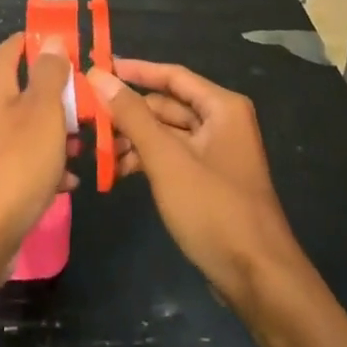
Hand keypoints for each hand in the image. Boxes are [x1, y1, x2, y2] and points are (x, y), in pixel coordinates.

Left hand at [0, 33, 73, 269]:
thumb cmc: (14, 163)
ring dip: (56, 134)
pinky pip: (22, 163)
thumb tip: (51, 41)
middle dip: (58, 95)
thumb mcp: (43, 111)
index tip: (72, 46)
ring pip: (26, 128)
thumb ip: (49, 74)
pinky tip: (69, 183)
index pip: (13, 46)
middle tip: (89, 104)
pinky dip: (45, 167)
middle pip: (23, 89)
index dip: (40, 41)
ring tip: (84, 146)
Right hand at [87, 59, 301, 309]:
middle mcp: (222, 122)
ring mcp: (217, 153)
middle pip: (168, 105)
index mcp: (222, 107)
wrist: (258, 279)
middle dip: (129, 113)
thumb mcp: (166, 158)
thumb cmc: (213, 209)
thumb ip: (131, 115)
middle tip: (88, 118)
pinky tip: (118, 174)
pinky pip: (172, 157)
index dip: (134, 70)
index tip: (97, 68)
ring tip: (98, 152)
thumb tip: (98, 75)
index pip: (172, 75)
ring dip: (134, 140)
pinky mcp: (209, 181)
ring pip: (167, 133)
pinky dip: (147, 161)